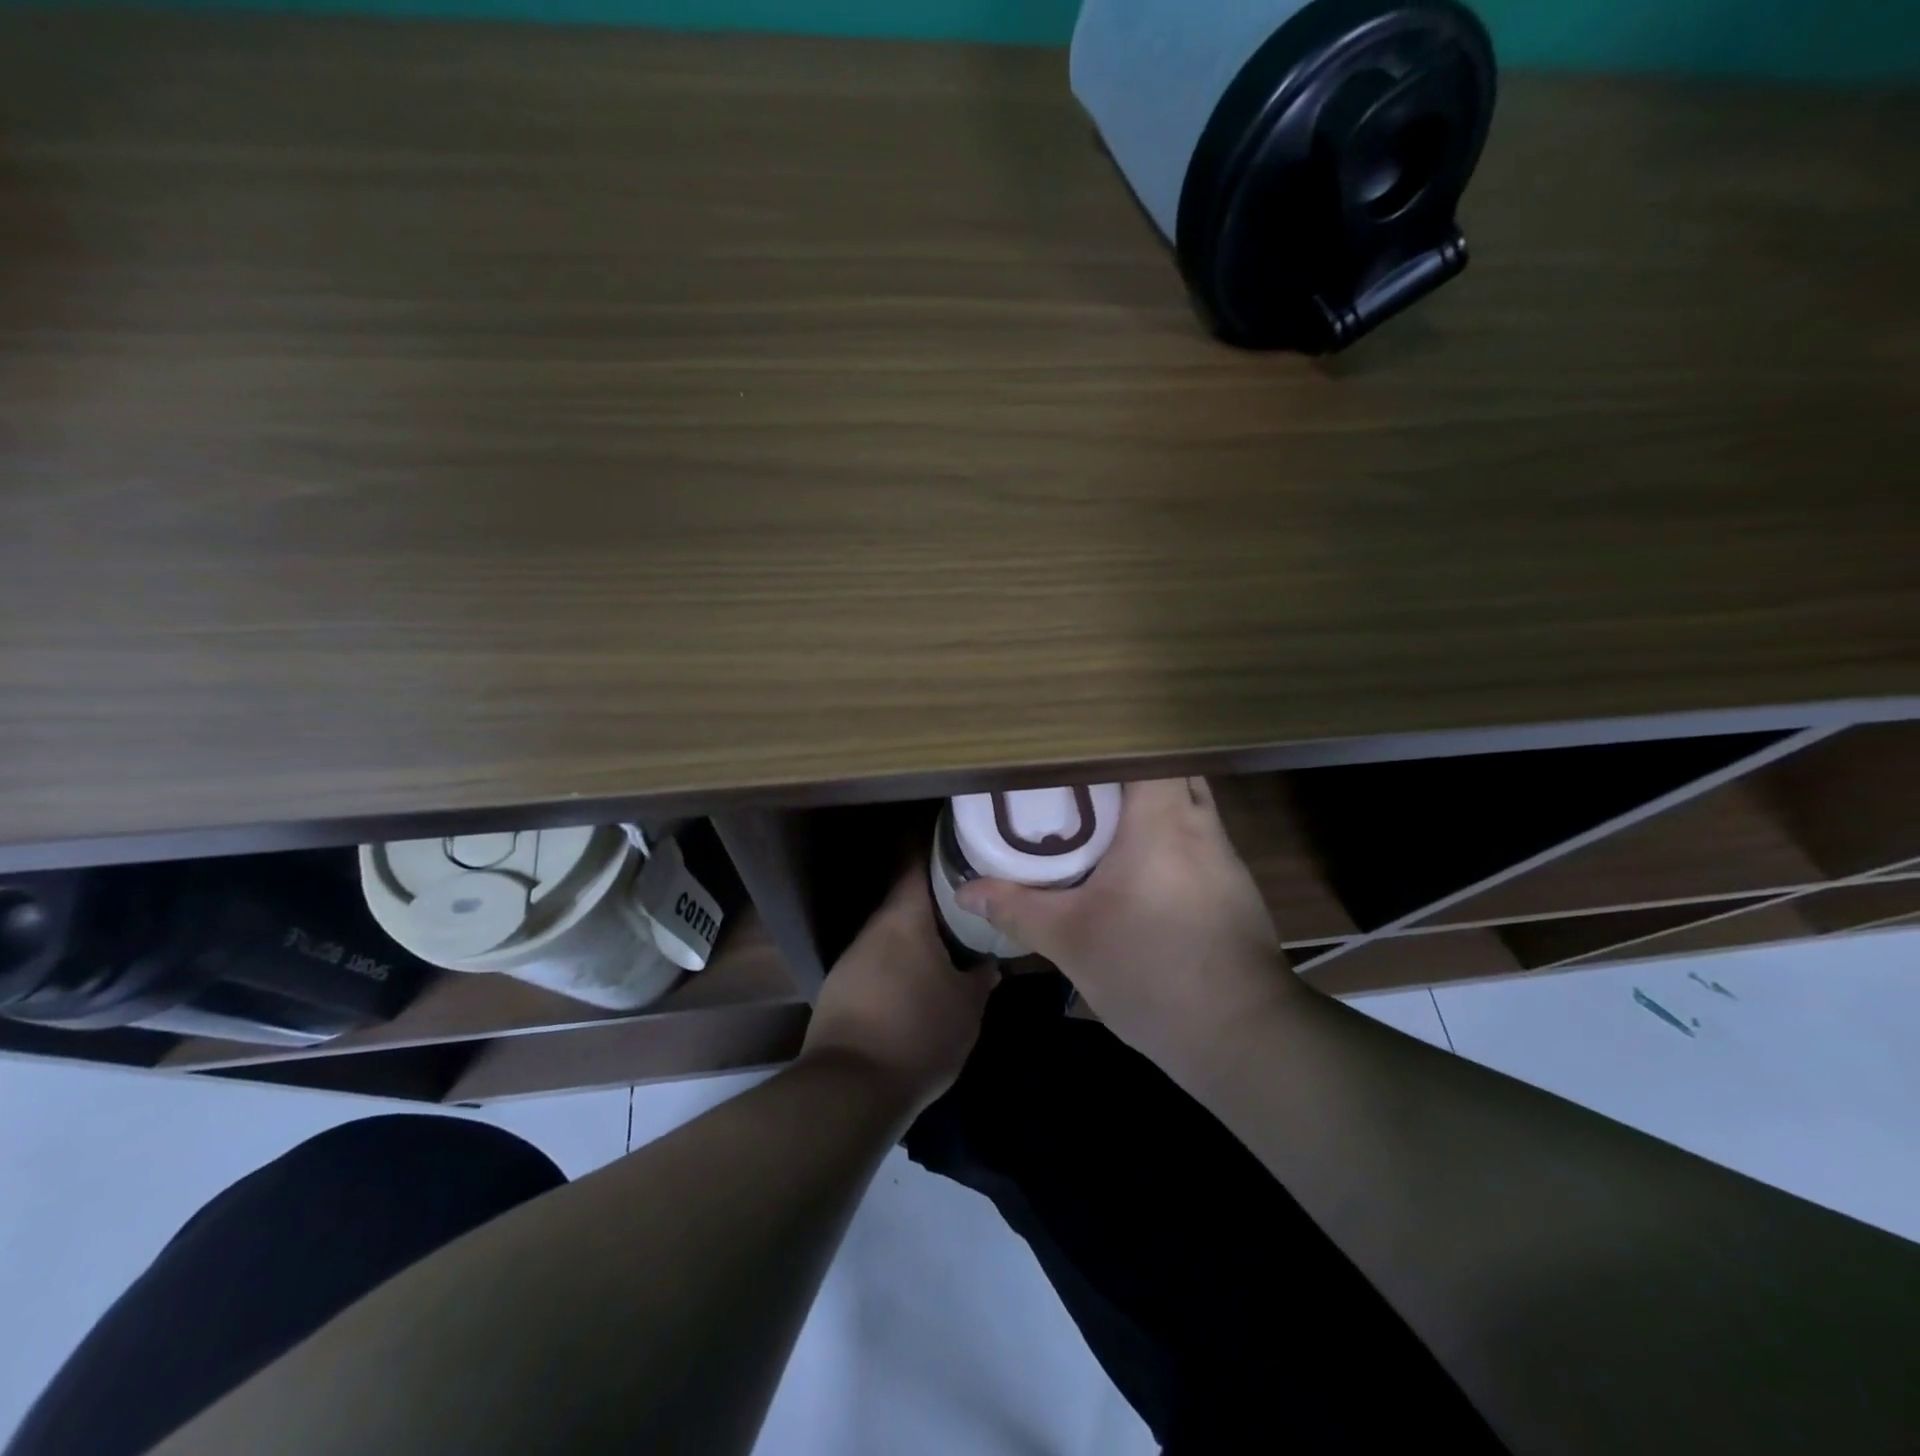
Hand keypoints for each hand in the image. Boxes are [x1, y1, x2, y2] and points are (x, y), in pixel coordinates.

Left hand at [800, 861, 999, 1115]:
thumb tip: (989, 962)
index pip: (918, 862)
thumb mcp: (967, 1007)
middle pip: (906, 900)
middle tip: (970, 905)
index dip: (940, 851)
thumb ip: (981, 976)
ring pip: (891, 934)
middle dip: (936, 902)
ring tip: (949, 945)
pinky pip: (877, 962)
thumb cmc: (919, 1032)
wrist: (850, 1088)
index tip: (964, 848)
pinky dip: (898, 964)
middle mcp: (873, 928)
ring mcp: (851, 958)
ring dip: (916, 937)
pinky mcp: (839, 988)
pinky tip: (917, 983)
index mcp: (904, 917)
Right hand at [954, 778, 1301, 1078]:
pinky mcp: (1236, 887)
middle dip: (1127, 771)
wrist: (1243, 1036)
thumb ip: (1017, 907)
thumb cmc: (1151, 972)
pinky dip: (1169, 837)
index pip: (1148, 748)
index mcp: (1162, 820)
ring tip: (1104, 821)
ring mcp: (1226, 856)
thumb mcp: (1071, 940)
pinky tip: (1142, 870)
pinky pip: (1198, 838)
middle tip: (1080, 786)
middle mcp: (1200, 824)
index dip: (1112, 741)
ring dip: (1151, 805)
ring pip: (1187, 804)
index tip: (1072, 750)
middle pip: (1169, 769)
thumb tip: (967, 892)